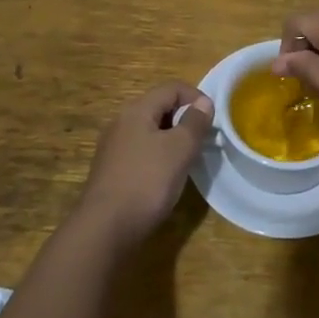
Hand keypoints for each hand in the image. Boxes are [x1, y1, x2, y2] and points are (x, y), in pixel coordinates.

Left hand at [75, 82, 212, 249]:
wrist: (105, 228)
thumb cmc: (147, 182)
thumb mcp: (179, 149)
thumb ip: (194, 122)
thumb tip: (203, 102)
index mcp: (137, 110)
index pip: (171, 88)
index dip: (195, 96)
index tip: (213, 119)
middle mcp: (121, 122)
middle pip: (158, 107)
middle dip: (184, 118)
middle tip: (203, 139)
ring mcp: (113, 147)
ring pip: (149, 131)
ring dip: (171, 138)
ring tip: (188, 158)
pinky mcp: (111, 170)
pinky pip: (140, 151)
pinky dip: (158, 156)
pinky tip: (166, 177)